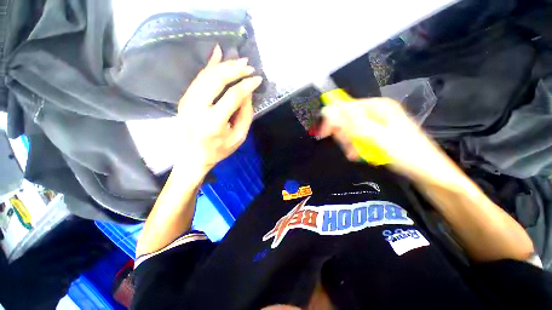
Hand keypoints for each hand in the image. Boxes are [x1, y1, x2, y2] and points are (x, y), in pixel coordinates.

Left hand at [174, 45, 261, 176]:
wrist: (191, 157)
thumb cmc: (219, 150)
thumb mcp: (239, 137)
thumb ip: (246, 114)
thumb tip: (248, 93)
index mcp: (213, 122)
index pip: (232, 96)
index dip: (247, 85)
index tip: (258, 79)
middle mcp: (197, 108)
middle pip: (216, 80)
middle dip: (235, 70)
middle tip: (249, 65)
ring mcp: (187, 101)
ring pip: (206, 75)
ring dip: (224, 65)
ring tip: (239, 61)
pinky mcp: (185, 98)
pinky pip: (198, 77)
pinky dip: (209, 65)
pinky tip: (217, 53)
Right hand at [320, 98, 459, 183]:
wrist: (428, 172)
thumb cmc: (405, 153)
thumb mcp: (376, 137)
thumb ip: (352, 123)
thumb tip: (329, 110)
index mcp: (377, 106)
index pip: (344, 107)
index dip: (332, 120)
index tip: (323, 134)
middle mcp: (376, 111)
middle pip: (347, 118)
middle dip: (344, 135)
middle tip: (348, 148)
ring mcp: (377, 123)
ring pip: (351, 130)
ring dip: (349, 143)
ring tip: (355, 154)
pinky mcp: (377, 134)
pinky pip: (358, 137)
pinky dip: (355, 146)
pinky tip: (358, 155)